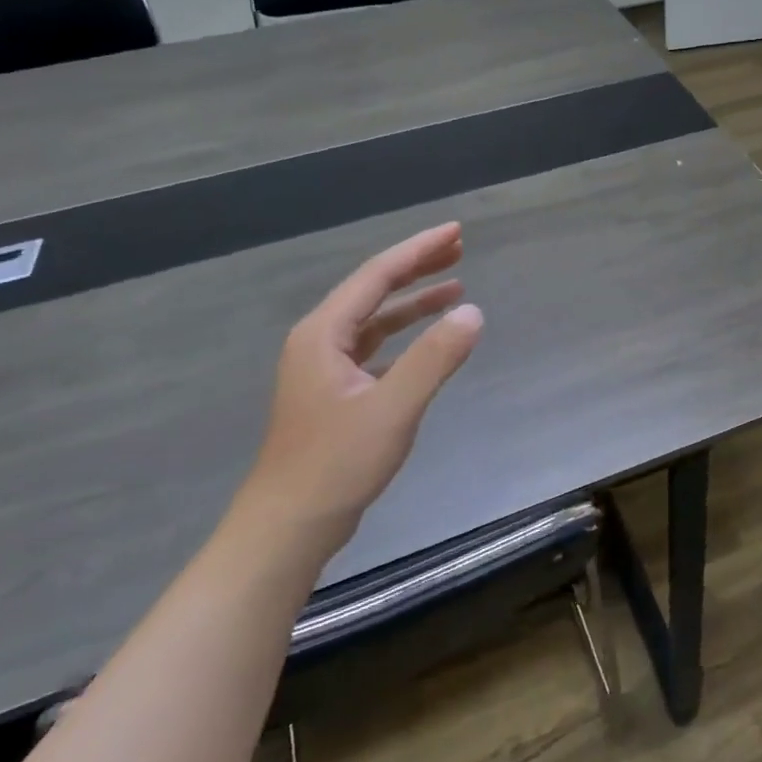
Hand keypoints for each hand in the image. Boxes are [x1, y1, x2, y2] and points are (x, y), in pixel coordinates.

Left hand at [243, 222, 482, 553]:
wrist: (287, 529)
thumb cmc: (336, 464)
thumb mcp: (393, 407)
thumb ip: (434, 357)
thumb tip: (473, 313)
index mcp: (324, 333)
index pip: (378, 275)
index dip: (419, 250)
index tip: (456, 232)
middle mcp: (319, 341)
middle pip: (374, 290)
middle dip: (417, 267)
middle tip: (460, 248)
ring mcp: (324, 368)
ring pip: (375, 320)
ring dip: (414, 302)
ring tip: (456, 287)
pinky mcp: (334, 393)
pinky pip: (375, 347)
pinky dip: (405, 336)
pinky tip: (429, 341)